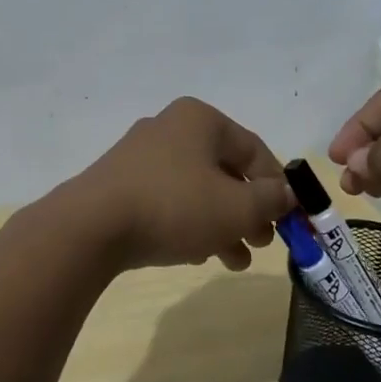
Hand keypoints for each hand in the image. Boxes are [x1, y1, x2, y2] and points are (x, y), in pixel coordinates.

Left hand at [68, 98, 292, 272]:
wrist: (91, 227)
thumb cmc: (174, 207)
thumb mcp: (237, 207)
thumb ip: (271, 200)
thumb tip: (288, 194)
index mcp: (200, 120)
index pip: (255, 151)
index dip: (278, 188)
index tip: (289, 222)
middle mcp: (170, 128)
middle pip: (225, 172)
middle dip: (248, 212)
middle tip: (261, 243)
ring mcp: (140, 156)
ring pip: (196, 191)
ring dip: (221, 225)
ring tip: (234, 261)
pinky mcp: (120, 184)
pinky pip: (167, 201)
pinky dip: (188, 225)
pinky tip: (196, 255)